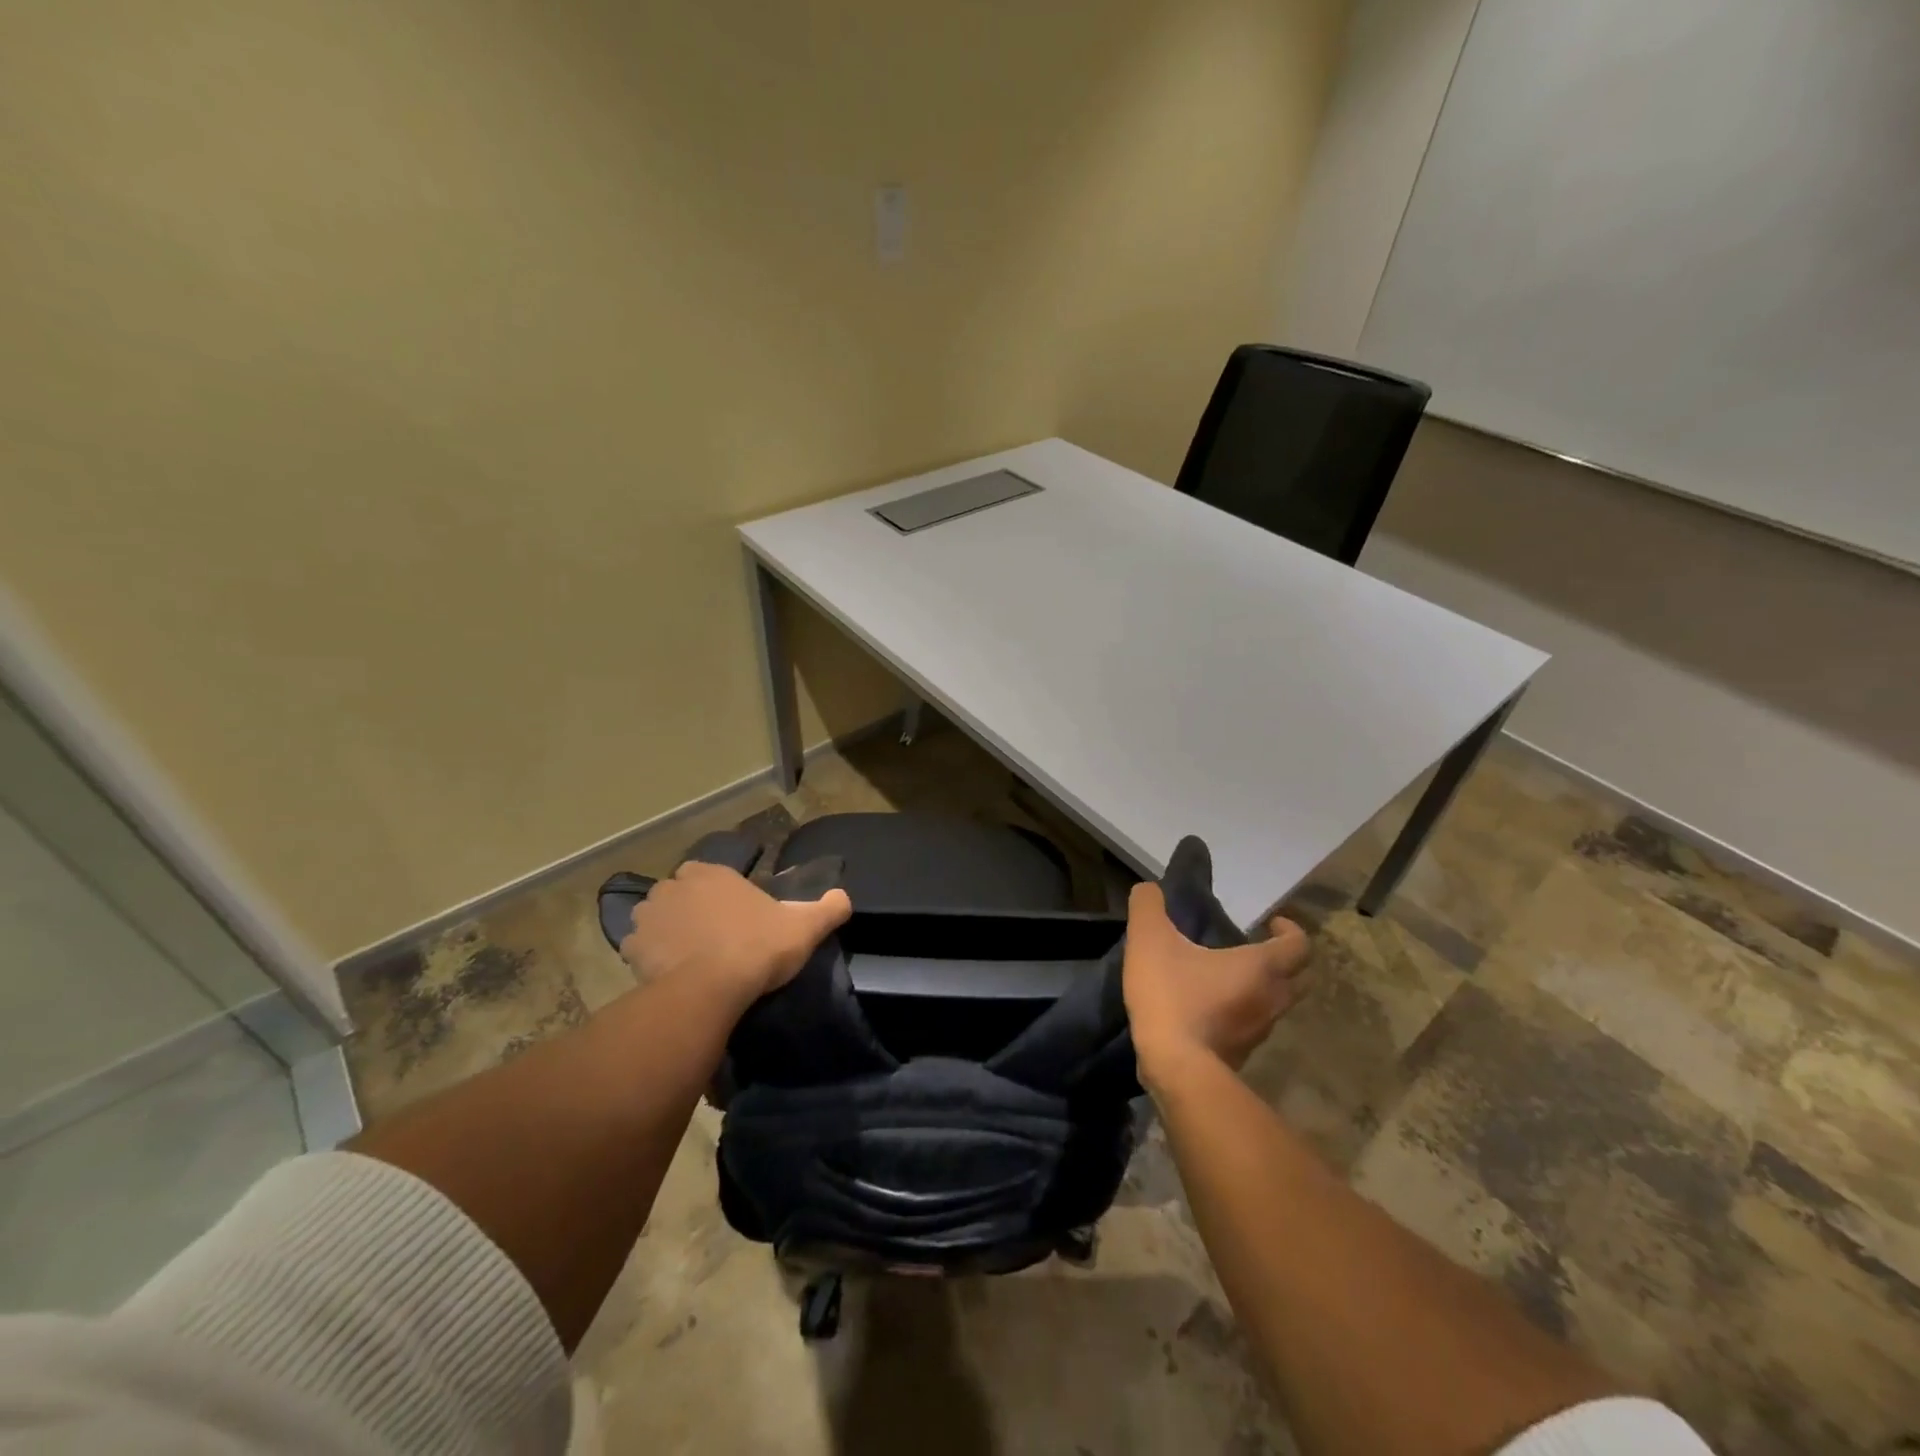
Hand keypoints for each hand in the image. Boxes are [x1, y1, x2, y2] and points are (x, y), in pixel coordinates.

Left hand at [619, 862, 851, 1005]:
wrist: (711, 989)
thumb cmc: (758, 947)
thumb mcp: (805, 926)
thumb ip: (829, 907)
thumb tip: (844, 898)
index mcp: (711, 873)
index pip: (709, 874)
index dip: (720, 895)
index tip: (735, 917)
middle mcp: (674, 886)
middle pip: (680, 894)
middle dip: (691, 910)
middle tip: (713, 937)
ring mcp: (648, 916)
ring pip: (656, 918)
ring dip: (667, 931)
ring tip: (688, 956)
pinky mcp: (631, 949)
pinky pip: (639, 948)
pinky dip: (650, 956)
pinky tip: (668, 973)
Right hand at [1122, 880, 1310, 1082]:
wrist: (1174, 1068)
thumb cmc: (1172, 996)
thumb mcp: (1150, 939)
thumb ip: (1148, 906)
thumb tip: (1148, 889)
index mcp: (1262, 968)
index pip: (1299, 946)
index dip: (1290, 931)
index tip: (1271, 923)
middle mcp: (1271, 1000)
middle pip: (1298, 979)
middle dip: (1282, 962)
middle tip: (1254, 949)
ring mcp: (1259, 1032)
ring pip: (1275, 1006)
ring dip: (1261, 990)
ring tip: (1226, 977)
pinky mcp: (1241, 1055)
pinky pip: (1251, 1028)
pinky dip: (1240, 1015)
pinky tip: (1208, 1008)